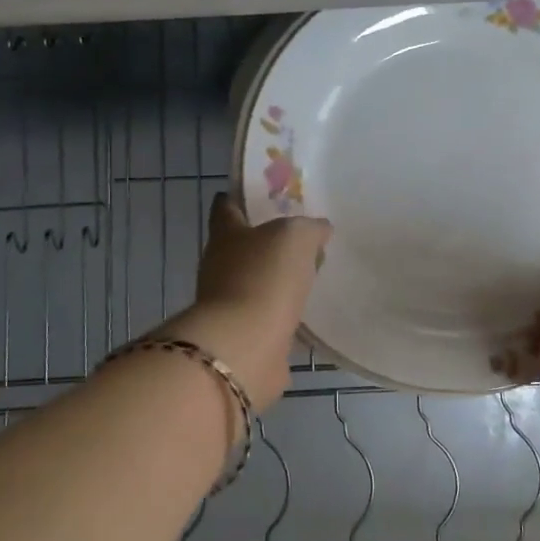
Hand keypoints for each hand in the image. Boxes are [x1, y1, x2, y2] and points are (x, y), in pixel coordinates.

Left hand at [158, 194, 330, 410]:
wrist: (245, 346)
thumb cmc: (264, 277)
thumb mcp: (296, 236)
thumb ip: (310, 228)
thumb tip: (319, 229)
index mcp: (226, 234)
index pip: (226, 207)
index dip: (238, 198)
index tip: (256, 194)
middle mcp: (220, 265)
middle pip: (241, 245)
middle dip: (265, 240)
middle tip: (299, 236)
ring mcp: (228, 302)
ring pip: (255, 280)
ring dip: (275, 278)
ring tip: (308, 272)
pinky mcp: (244, 334)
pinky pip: (267, 314)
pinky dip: (282, 311)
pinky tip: (305, 309)